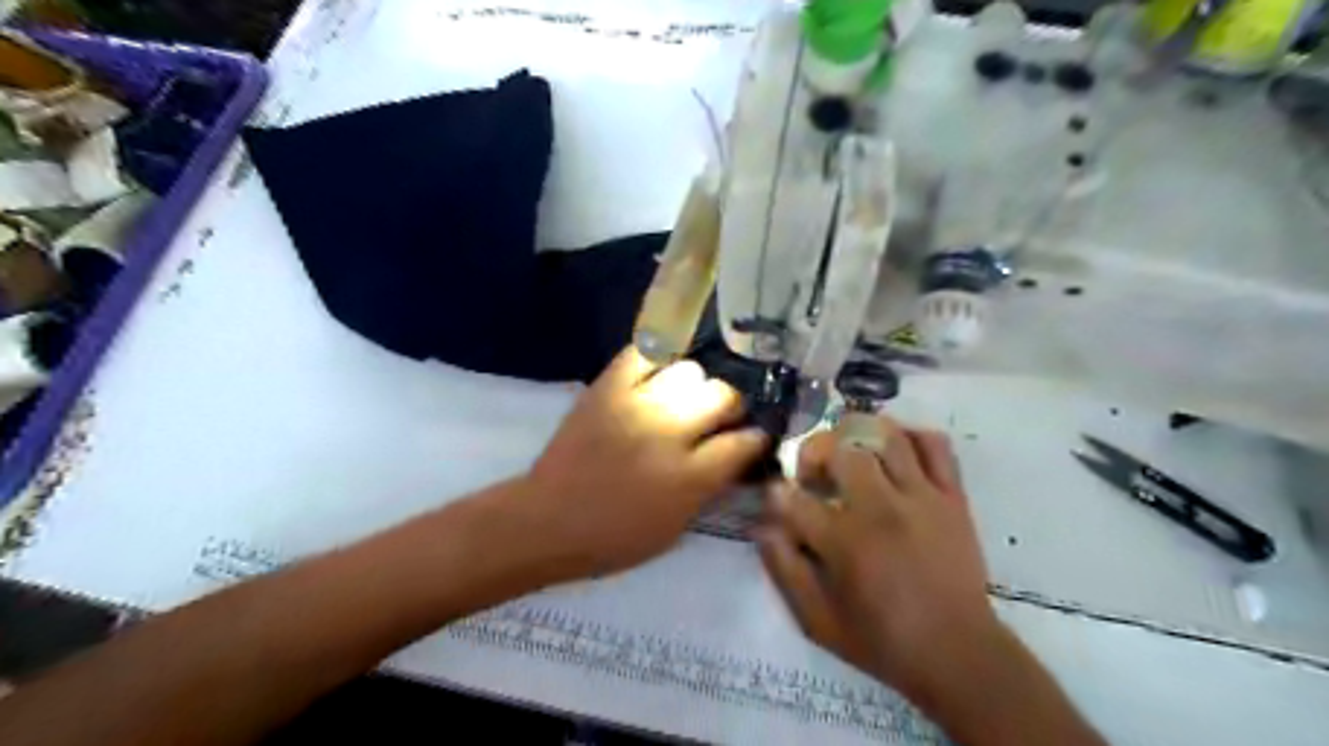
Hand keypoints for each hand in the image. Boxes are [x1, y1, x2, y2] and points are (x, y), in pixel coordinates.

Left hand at [517, 348, 768, 583]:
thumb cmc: (614, 537)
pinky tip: (654, 379)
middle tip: (716, 419)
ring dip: (693, 386)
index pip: (744, 442)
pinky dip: (654, 362)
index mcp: (689, 477)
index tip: (752, 438)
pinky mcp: (607, 388)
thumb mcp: (675, 528)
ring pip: (689, 370)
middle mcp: (669, 432)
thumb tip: (735, 456)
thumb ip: (710, 488)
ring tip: (680, 400)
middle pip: (723, 395)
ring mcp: (637, 404)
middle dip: (729, 407)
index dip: (755, 438)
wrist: (547, 520)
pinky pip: (642, 354)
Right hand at [757, 417, 997, 707]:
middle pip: (838, 448)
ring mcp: (921, 496)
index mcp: (844, 541)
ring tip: (850, 452)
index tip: (778, 500)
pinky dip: (911, 436)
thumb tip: (764, 526)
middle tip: (813, 473)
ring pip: (885, 434)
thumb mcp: (816, 620)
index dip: (776, 495)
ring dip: (857, 435)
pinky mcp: (952, 496)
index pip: (793, 498)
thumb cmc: (881, 640)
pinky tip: (894, 452)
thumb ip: (784, 569)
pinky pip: (934, 444)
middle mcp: (880, 507)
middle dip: (813, 452)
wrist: (959, 654)